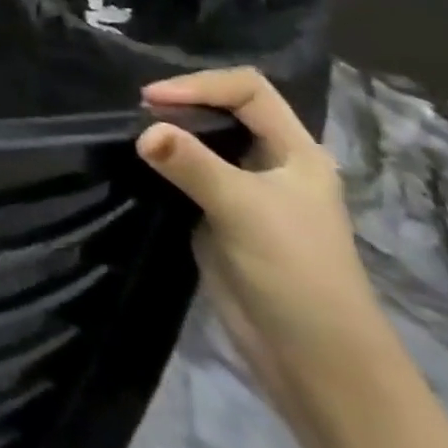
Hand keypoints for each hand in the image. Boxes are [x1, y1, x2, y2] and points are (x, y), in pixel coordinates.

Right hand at [138, 69, 389, 416]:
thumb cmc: (296, 273)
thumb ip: (192, 164)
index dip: (201, 85)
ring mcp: (245, 191)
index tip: (155, 100)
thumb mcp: (244, 209)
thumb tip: (143, 131)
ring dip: (170, 131)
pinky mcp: (220, 216)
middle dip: (182, 103)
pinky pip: (187, 172)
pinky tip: (140, 162)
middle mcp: (271, 163)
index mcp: (295, 152)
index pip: (248, 90)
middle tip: (139, 112)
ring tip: (132, 130)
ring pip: (203, 140)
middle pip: (224, 109)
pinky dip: (163, 160)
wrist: (314, 362)